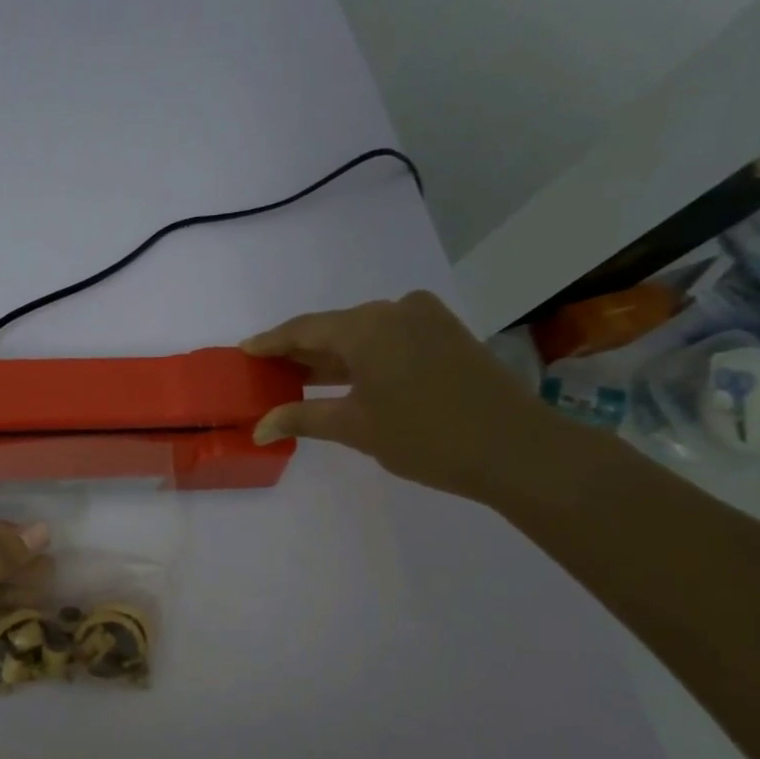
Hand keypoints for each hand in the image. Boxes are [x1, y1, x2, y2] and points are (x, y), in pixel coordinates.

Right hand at [243, 290, 566, 504]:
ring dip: (334, 356)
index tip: (245, 351)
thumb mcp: (356, 428)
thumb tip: (259, 428)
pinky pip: (391, 338)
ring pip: (364, 333)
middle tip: (269, 371)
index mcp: (367, 326)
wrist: (514, 448)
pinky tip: (348, 378)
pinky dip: (364, 356)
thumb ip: (302, 419)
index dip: (271, 342)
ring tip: (301, 379)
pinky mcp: (447, 333)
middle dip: (302, 351)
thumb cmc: (424, 436)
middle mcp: (394, 310)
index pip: (304, 329)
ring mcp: (426, 318)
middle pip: (334, 327)